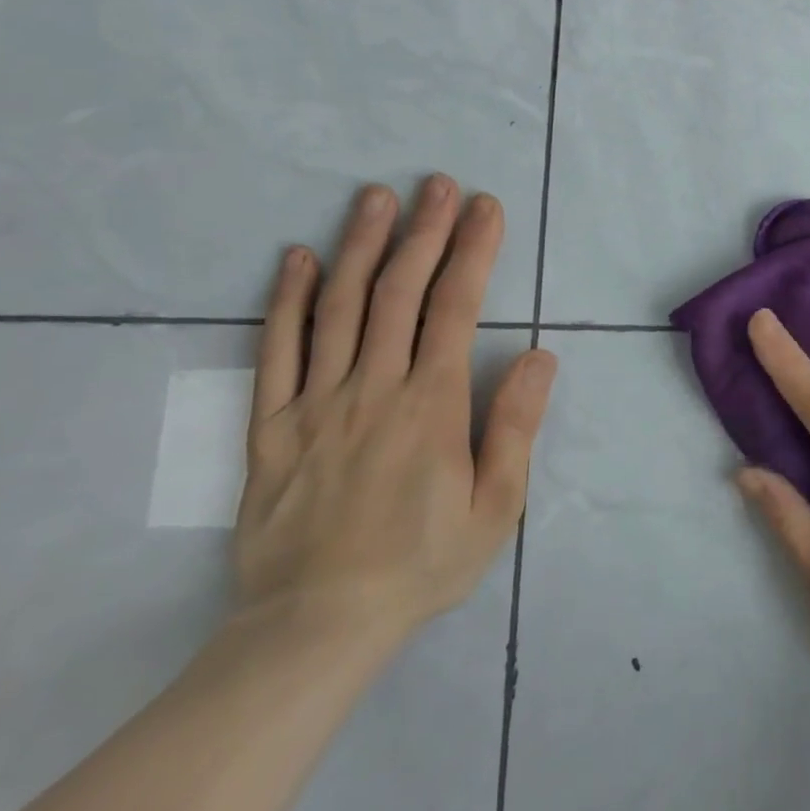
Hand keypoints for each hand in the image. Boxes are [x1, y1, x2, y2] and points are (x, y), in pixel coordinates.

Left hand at [234, 176, 556, 649]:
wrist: (315, 627)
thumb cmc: (421, 564)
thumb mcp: (495, 506)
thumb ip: (514, 426)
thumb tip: (538, 355)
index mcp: (431, 406)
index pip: (455, 308)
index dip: (473, 251)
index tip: (486, 207)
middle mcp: (373, 389)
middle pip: (398, 292)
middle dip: (424, 231)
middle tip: (437, 183)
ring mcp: (315, 403)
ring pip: (339, 308)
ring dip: (361, 245)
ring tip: (377, 197)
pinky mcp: (271, 427)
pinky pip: (276, 352)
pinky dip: (286, 300)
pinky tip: (297, 259)